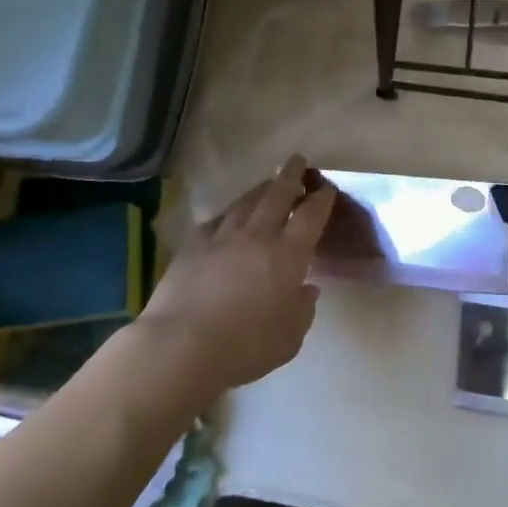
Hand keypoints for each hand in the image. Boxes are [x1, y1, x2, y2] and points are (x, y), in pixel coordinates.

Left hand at [136, 155, 336, 394]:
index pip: (311, 215)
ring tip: (269, 182)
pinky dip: (229, 213)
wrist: (182, 345)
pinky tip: (229, 215)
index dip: (321, 199)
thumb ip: (303, 310)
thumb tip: (307, 289)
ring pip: (246, 202)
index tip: (326, 188)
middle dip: (291, 175)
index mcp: (289, 254)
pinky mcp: (193, 246)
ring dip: (261, 188)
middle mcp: (258, 235)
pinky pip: (216, 220)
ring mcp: (223, 237)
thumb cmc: (246, 346)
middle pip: (278, 194)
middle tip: (297, 161)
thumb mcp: (289, 338)